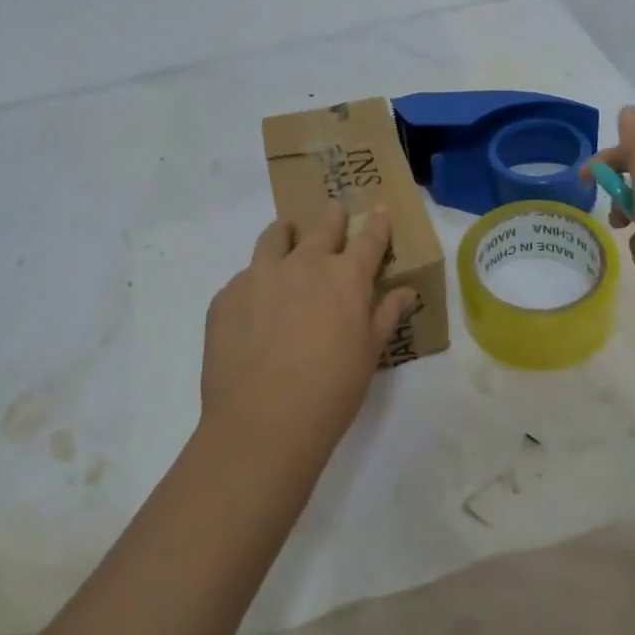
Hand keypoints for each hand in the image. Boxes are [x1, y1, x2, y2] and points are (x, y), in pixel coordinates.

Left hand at [200, 203, 414, 463]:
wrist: (262, 424)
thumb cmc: (331, 391)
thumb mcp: (369, 354)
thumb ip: (386, 315)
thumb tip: (407, 291)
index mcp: (345, 276)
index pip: (369, 239)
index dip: (377, 224)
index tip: (379, 211)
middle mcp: (304, 263)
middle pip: (323, 228)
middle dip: (333, 217)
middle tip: (334, 209)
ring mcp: (260, 275)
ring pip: (275, 238)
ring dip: (286, 233)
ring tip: (287, 234)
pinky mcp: (227, 295)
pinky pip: (244, 278)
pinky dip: (255, 282)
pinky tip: (254, 307)